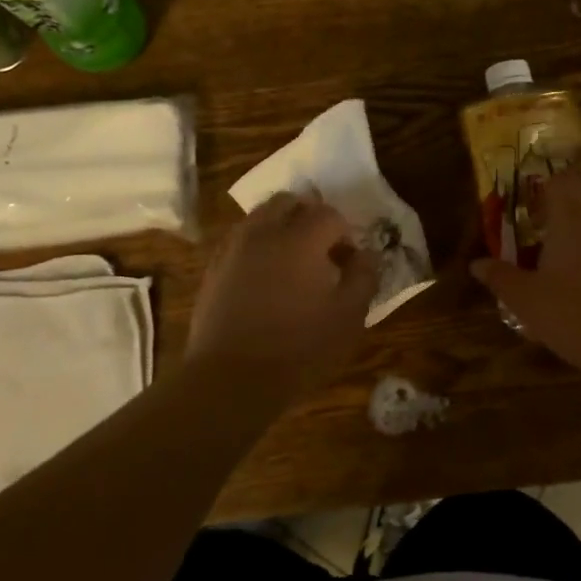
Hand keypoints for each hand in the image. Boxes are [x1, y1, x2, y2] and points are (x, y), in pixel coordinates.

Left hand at [187, 193, 380, 402]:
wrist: (230, 379)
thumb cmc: (298, 349)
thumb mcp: (348, 318)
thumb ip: (363, 278)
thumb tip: (366, 254)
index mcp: (300, 239)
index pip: (330, 214)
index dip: (346, 234)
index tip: (350, 262)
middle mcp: (263, 232)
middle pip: (289, 201)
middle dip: (310, 217)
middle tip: (323, 250)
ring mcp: (233, 248)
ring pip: (260, 217)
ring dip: (282, 228)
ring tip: (294, 263)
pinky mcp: (213, 268)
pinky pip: (240, 240)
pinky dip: (258, 245)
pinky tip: (266, 278)